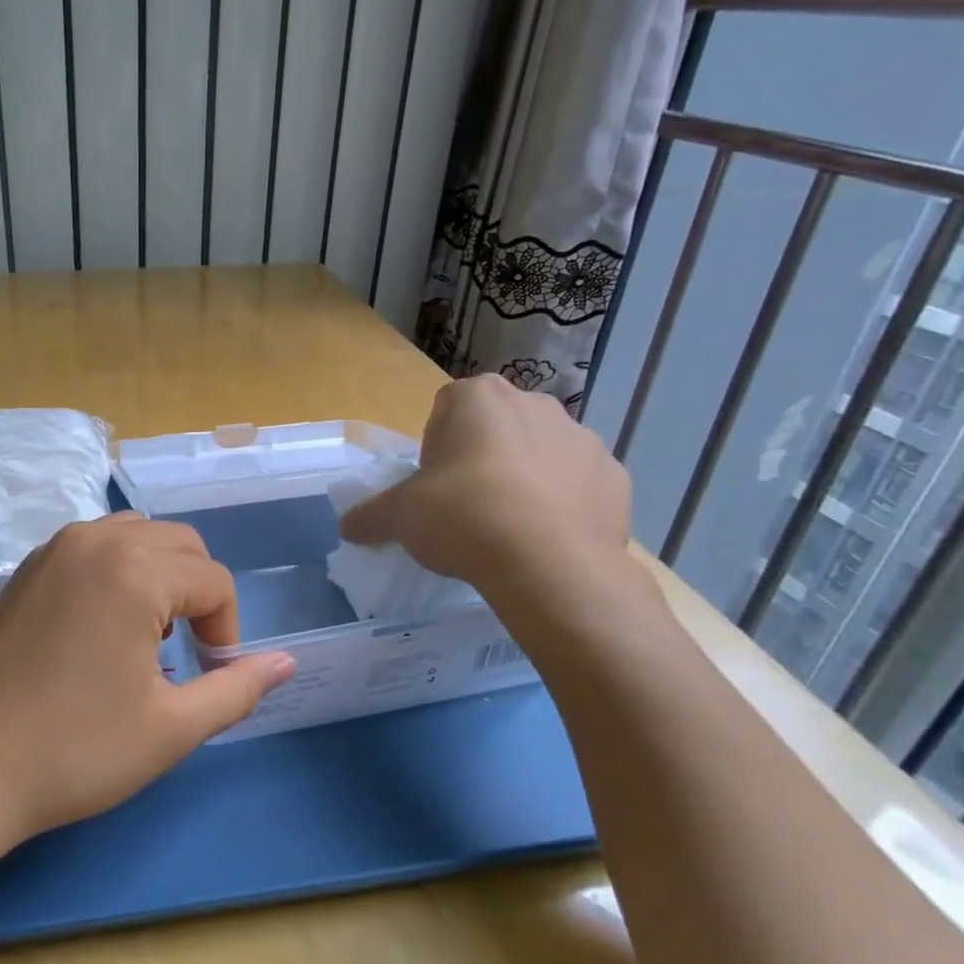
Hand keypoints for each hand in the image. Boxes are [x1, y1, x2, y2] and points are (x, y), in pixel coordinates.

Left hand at [0, 513, 295, 846]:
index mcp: (134, 569)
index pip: (215, 581)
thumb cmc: (72, 751)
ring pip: (137, 536)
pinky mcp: (26, 566)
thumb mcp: (171, 728)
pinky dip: (119, 572)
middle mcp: (95, 540)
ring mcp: (53, 548)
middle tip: (183, 657)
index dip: (225, 632)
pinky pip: (95, 547)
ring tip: (145, 639)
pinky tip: (101, 629)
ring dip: (160, 577)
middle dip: (198, 595)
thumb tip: (287, 663)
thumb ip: (237, 689)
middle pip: (181, 545)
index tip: (207, 678)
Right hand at [339, 375, 634, 616]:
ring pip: (541, 453)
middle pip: (496, 426)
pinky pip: (579, 485)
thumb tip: (347, 527)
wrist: (549, 566)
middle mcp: (534, 403)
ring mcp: (582, 438)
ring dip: (524, 478)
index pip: (447, 408)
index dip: (436, 447)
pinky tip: (547, 539)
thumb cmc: (463, 518)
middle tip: (466, 506)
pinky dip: (564, 504)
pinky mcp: (616, 476)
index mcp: (478, 398)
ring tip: (509, 528)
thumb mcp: (399, 518)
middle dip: (481, 458)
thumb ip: (369, 516)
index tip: (433, 484)